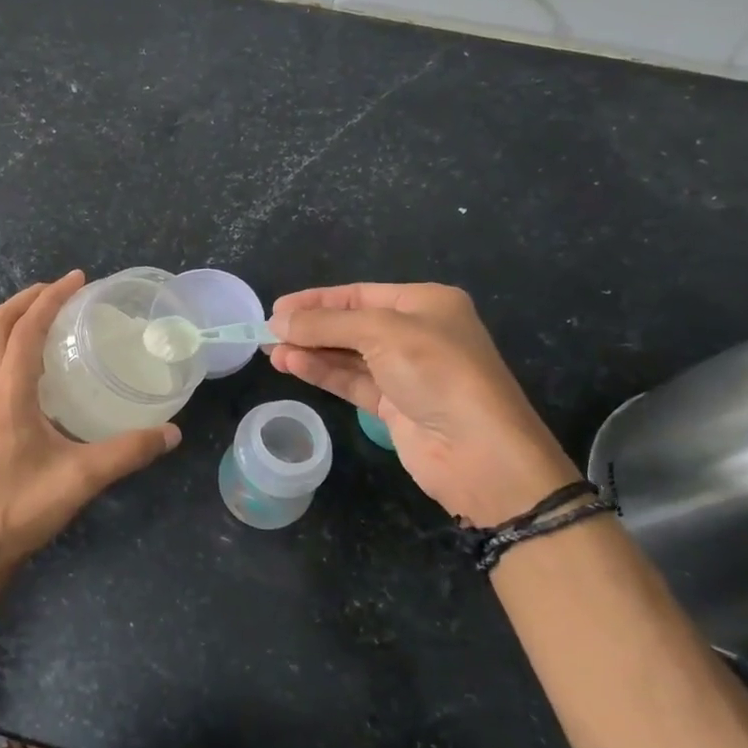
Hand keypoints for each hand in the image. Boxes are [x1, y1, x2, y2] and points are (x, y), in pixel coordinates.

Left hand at [0, 272, 179, 571]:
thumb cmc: (22, 508)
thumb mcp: (82, 479)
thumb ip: (128, 452)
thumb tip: (171, 432)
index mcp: (8, 394)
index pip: (25, 329)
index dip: (51, 298)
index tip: (78, 279)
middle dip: (27, 298)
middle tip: (62, 290)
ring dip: (6, 317)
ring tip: (38, 314)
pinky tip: (22, 360)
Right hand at [269, 283, 577, 526]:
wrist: (480, 453)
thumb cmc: (438, 372)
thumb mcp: (383, 334)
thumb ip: (327, 324)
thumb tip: (278, 321)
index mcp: (425, 304)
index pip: (359, 294)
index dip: (317, 300)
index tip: (277, 308)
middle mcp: (417, 333)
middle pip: (351, 324)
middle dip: (310, 327)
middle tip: (267, 332)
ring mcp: (405, 372)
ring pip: (347, 355)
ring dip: (310, 351)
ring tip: (271, 351)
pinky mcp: (394, 406)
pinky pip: (351, 381)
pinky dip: (322, 372)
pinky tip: (293, 365)